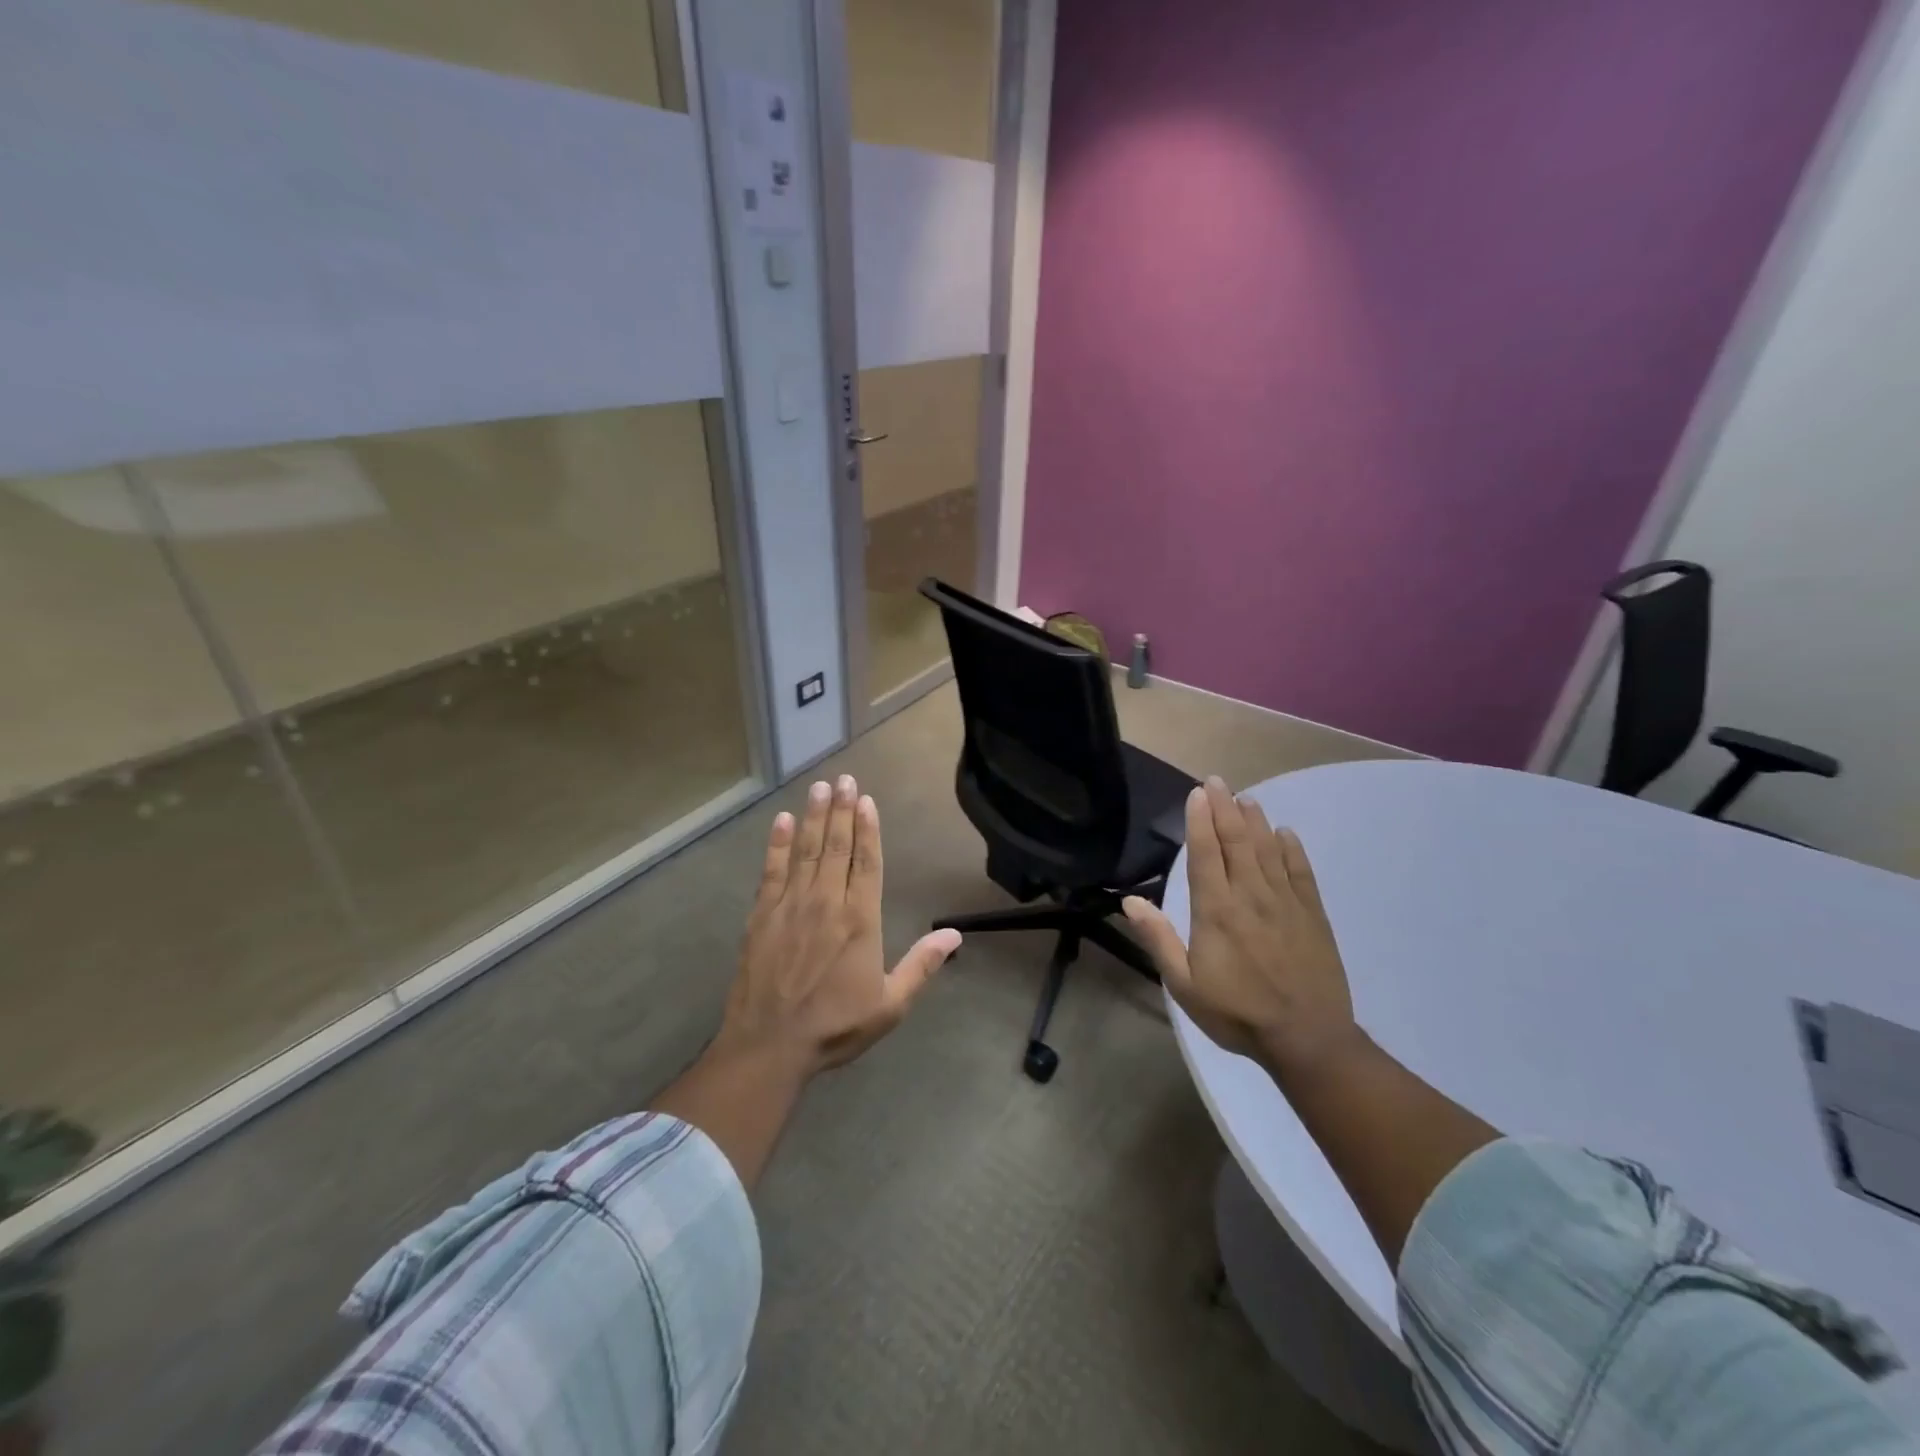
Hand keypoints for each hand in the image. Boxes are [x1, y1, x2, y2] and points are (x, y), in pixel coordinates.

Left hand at [718, 774, 960, 1074]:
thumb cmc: (834, 1026)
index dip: (869, 829)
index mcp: (859, 920)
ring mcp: (790, 905)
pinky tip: (782, 821)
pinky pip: (772, 870)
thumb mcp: (889, 1004)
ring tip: (820, 787)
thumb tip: (955, 936)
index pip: (867, 863)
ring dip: (815, 816)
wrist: (769, 1046)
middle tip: (844, 778)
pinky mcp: (761, 915)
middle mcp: (826, 902)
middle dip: (842, 810)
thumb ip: (921, 966)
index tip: (867, 800)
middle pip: (837, 847)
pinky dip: (778, 843)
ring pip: (806, 850)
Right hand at [1123, 777, 1361, 1078]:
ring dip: (1255, 821)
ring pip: (1268, 850)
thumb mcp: (1184, 984)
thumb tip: (1130, 901)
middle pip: (1237, 842)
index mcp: (1216, 910)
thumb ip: (1158, 939)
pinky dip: (1292, 849)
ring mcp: (1286, 903)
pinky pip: (1301, 872)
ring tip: (1246, 798)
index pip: (1206, 853)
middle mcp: (1251, 896)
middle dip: (1224, 808)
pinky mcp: (1312, 915)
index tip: (1197, 793)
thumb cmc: (1237, 1013)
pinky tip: (1286, 833)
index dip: (1199, 820)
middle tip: (1217, 781)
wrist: (1307, 1039)